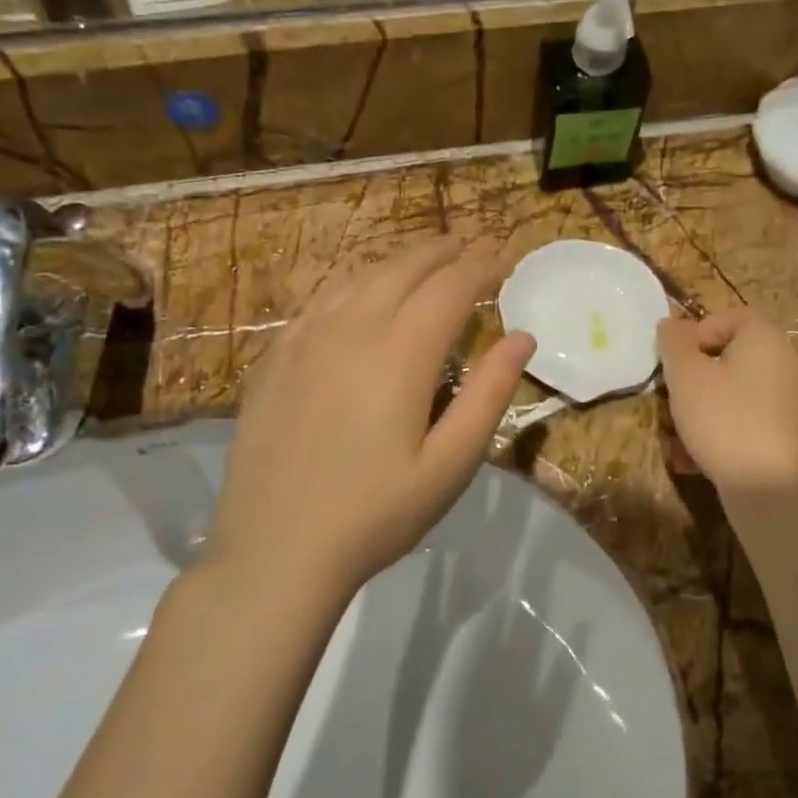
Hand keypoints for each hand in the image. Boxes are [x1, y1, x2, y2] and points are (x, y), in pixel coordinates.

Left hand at [205, 238, 536, 597]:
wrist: (276, 550)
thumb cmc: (376, 514)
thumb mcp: (451, 464)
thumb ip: (489, 394)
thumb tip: (522, 338)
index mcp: (401, 352)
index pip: (451, 287)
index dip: (483, 267)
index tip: (505, 259)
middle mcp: (351, 328)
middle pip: (404, 269)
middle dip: (443, 252)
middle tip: (470, 247)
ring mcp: (305, 339)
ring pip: (360, 278)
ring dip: (399, 262)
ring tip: (424, 261)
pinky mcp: (275, 358)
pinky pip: (321, 300)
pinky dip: (354, 284)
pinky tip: (360, 295)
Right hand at [657, 309, 797, 499]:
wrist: (776, 494)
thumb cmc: (726, 423)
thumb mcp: (686, 378)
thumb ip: (674, 344)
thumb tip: (672, 324)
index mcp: (767, 340)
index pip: (730, 317)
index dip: (696, 334)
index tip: (673, 364)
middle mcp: (791, 365)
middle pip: (732, 361)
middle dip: (695, 383)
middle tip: (670, 407)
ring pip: (739, 398)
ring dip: (704, 414)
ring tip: (678, 444)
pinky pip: (754, 426)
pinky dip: (726, 437)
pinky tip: (699, 464)